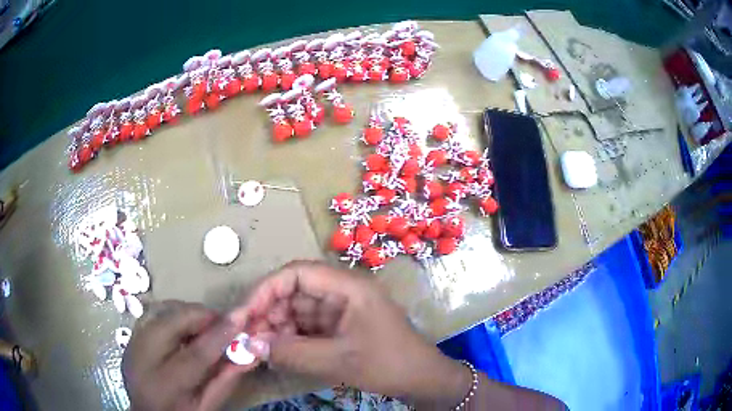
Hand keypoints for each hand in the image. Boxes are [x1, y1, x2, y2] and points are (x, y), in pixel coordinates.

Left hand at [123, 300, 255, 410]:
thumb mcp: (205, 406)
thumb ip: (225, 380)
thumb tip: (249, 353)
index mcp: (165, 385)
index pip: (195, 355)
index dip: (219, 334)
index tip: (242, 316)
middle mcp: (143, 357)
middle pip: (174, 322)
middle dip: (203, 316)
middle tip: (224, 323)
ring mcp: (133, 341)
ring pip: (163, 310)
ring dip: (189, 314)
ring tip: (206, 328)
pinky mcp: (132, 334)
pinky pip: (156, 312)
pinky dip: (175, 315)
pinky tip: (186, 329)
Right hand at [232, 261, 469, 404]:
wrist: (422, 380)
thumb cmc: (388, 364)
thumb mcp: (338, 361)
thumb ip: (292, 353)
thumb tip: (249, 345)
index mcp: (347, 287)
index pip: (297, 274)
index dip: (267, 290)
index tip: (246, 314)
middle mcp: (342, 293)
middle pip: (294, 292)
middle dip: (268, 313)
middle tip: (246, 337)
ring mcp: (341, 311)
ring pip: (298, 311)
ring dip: (276, 327)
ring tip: (257, 347)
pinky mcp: (340, 328)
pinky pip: (307, 327)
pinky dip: (290, 338)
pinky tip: (276, 351)